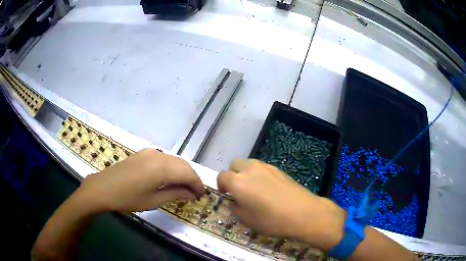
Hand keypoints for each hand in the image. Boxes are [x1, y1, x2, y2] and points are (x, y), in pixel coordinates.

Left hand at [76, 148, 204, 212]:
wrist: (103, 188)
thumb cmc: (127, 198)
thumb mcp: (153, 201)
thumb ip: (175, 194)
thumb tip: (192, 194)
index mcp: (161, 168)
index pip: (188, 173)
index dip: (198, 184)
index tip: (202, 196)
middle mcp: (158, 155)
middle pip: (183, 164)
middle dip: (192, 178)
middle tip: (194, 193)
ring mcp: (149, 152)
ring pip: (174, 160)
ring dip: (182, 172)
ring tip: (183, 188)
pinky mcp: (143, 153)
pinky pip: (164, 159)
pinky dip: (172, 168)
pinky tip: (169, 179)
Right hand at [217, 159, 344, 250]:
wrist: (302, 213)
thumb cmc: (271, 220)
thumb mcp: (246, 219)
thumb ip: (235, 207)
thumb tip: (234, 200)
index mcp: (238, 182)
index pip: (221, 177)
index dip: (221, 186)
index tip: (226, 196)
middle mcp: (249, 169)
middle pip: (234, 164)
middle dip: (232, 175)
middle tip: (238, 190)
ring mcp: (265, 167)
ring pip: (248, 163)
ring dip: (245, 173)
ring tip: (253, 188)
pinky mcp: (278, 169)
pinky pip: (261, 167)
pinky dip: (258, 174)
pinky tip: (267, 188)